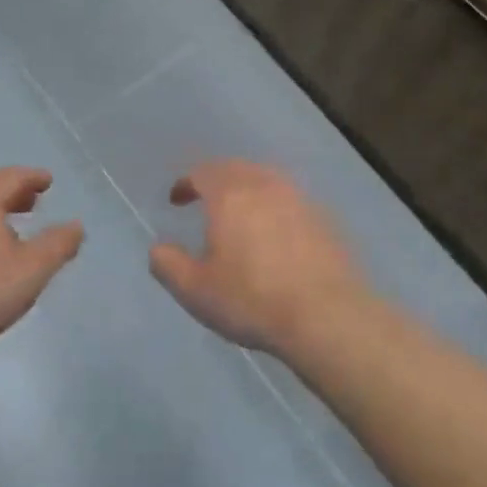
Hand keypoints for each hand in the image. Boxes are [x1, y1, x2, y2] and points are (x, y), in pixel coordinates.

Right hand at [149, 159, 363, 357]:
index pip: (202, 172)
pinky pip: (291, 201)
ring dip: (247, 189)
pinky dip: (274, 207)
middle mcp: (265, 187)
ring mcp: (300, 201)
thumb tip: (158, 248)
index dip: (186, 183)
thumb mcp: (194, 290)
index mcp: (230, 196)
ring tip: (240, 213)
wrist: (328, 318)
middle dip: (216, 179)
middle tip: (205, 198)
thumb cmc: (252, 300)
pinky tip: (274, 234)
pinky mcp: (326, 221)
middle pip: (236, 168)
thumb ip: (168, 264)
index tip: (176, 200)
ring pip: (267, 180)